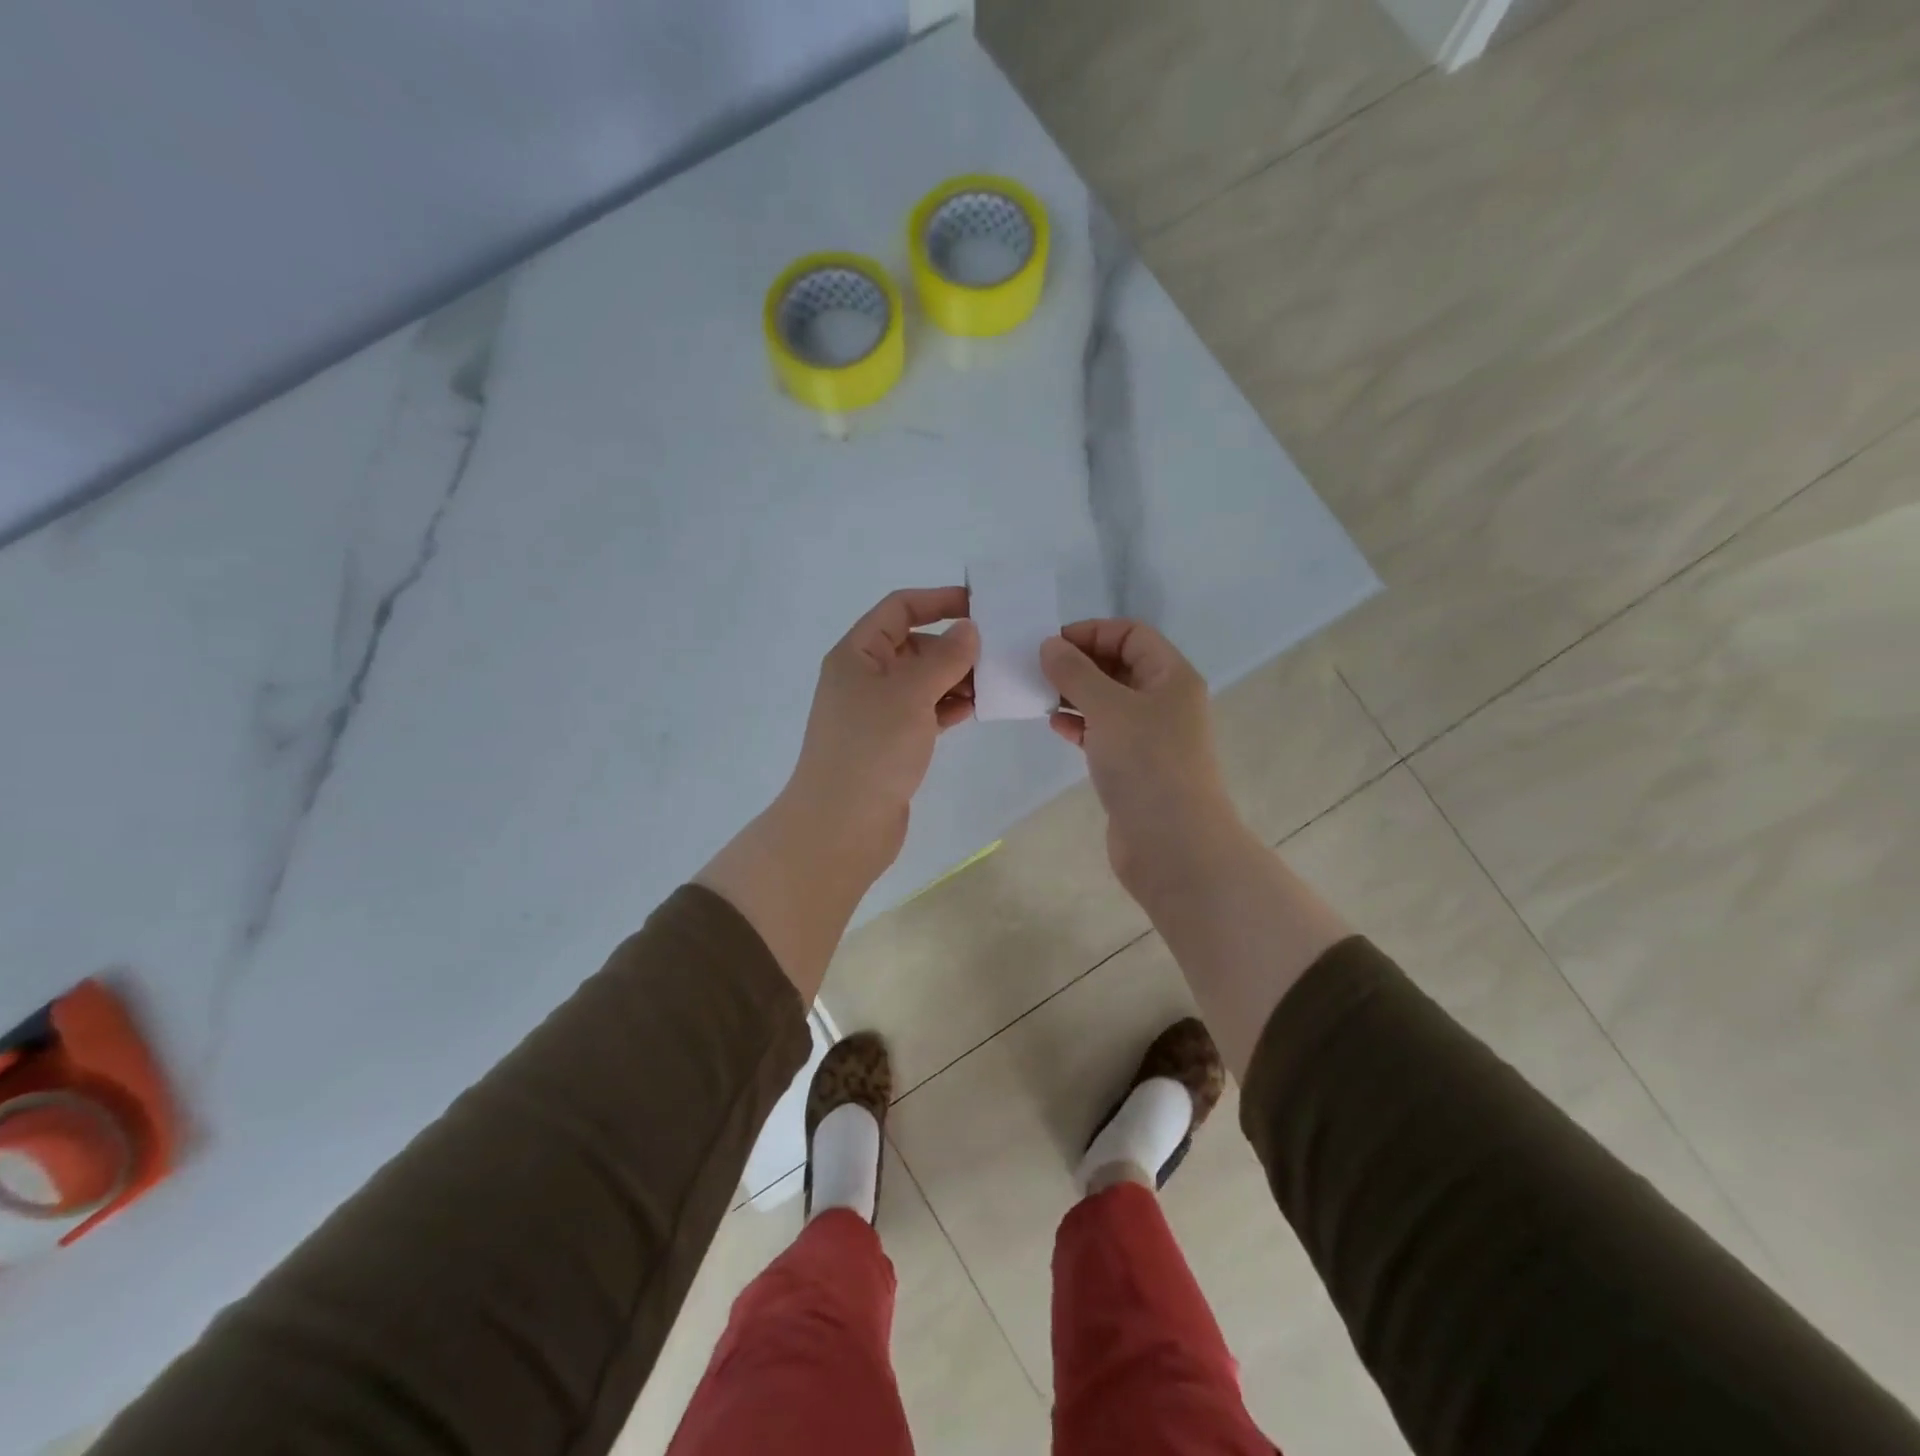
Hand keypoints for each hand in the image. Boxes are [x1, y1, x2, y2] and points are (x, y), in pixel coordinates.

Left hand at [783, 587, 978, 881]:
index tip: (980, 606)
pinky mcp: (892, 742)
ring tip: (994, 683)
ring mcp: (877, 712)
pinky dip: (949, 707)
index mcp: (857, 654)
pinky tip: (977, 709)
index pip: (899, 609)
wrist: (842, 825)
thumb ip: (944, 657)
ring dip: (956, 678)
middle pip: (913, 645)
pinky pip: (925, 711)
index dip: (937, 601)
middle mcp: (864, 677)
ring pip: (923, 681)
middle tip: (997, 653)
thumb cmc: (872, 748)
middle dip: (953, 645)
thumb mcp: (910, 693)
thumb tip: (968, 629)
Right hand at [1040, 620, 1246, 898]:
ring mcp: (1151, 737)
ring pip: (1108, 702)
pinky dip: (1080, 726)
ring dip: (1075, 695)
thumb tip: (1050, 645)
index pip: (1131, 634)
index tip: (1051, 644)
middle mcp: (1165, 701)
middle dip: (1079, 664)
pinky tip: (1055, 727)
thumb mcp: (1108, 707)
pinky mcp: (1135, 767)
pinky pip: (1104, 733)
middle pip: (1119, 666)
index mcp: (1171, 676)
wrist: (1172, 844)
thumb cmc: (1146, 763)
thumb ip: (1075, 672)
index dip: (1092, 632)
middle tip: (1037, 669)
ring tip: (1039, 696)